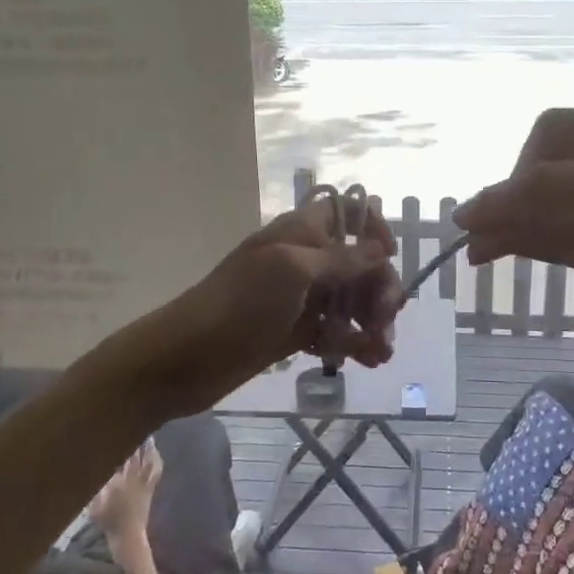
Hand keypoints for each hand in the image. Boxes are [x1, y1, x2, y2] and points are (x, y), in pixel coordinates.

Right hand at [86, 439, 161, 543]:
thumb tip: (93, 470)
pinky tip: (155, 452)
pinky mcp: (151, 487)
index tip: (114, 435)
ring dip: (147, 447)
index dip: (117, 446)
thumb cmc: (108, 521)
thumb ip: (94, 487)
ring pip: (148, 459)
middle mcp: (132, 478)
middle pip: (134, 455)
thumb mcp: (94, 506)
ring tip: (146, 435)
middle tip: (132, 428)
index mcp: (116, 481)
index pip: (117, 458)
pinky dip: (156, 458)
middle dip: (134, 441)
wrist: (127, 535)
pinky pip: (156, 469)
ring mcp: (143, 482)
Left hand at [139, 196, 405, 418]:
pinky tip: (369, 360)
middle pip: (359, 264)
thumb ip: (341, 259)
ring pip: (351, 301)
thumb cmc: (239, 304)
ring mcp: (300, 298)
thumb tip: (380, 249)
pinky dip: (354, 343)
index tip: (388, 258)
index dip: (373, 229)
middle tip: (383, 322)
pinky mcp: (296, 332)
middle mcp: (305, 260)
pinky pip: (336, 331)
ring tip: (382, 352)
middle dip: (379, 289)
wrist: (184, 359)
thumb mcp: (292, 271)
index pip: (348, 213)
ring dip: (372, 322)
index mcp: (302, 232)